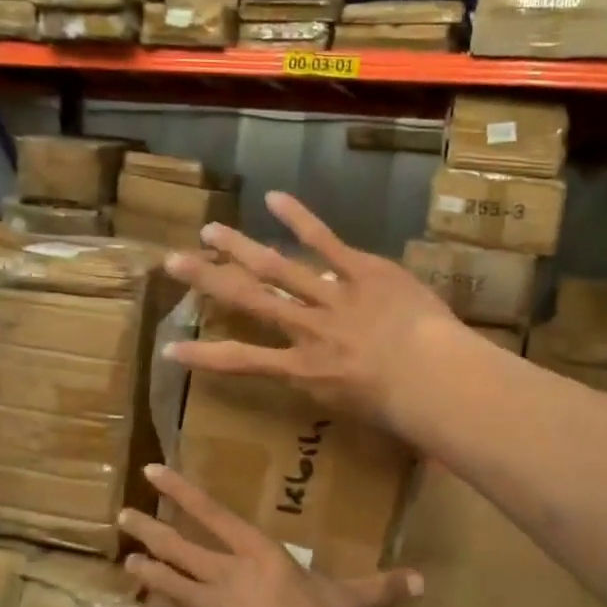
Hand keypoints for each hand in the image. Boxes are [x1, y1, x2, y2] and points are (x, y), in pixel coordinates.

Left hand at [119, 464, 421, 606]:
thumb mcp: (350, 603)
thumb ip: (382, 588)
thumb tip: (422, 579)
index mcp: (256, 554)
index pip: (214, 514)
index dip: (183, 491)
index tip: (153, 471)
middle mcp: (224, 573)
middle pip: (181, 547)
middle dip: (152, 529)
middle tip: (122, 514)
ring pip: (170, 581)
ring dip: (148, 570)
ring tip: (127, 558)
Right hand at [162, 191, 464, 427]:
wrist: (437, 379)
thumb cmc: (402, 408)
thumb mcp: (353, 407)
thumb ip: (328, 385)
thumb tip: (317, 371)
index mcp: (303, 370)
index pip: (242, 362)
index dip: (204, 356)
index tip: (170, 348)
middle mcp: (307, 330)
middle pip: (249, 301)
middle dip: (208, 281)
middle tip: (173, 262)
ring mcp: (332, 297)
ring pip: (276, 268)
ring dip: (240, 247)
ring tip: (210, 230)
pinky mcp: (362, 271)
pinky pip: (326, 242)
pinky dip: (299, 219)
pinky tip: (274, 198)